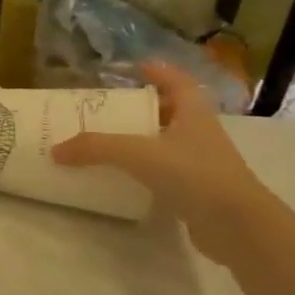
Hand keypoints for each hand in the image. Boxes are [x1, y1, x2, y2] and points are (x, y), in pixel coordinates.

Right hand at [52, 62, 277, 261]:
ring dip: (139, 141)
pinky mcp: (195, 191)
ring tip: (106, 142)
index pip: (177, 82)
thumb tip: (55, 150)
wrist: (238, 227)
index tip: (135, 68)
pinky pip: (162, 172)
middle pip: (170, 112)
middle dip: (141, 108)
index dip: (158, 72)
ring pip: (165, 143)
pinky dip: (141, 171)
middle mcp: (199, 134)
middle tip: (108, 109)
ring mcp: (200, 164)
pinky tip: (120, 177)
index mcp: (193, 113)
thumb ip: (96, 148)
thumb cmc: (194, 175)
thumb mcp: (139, 154)